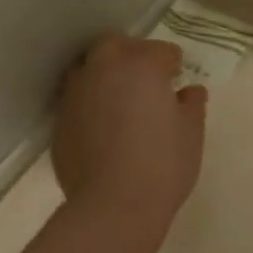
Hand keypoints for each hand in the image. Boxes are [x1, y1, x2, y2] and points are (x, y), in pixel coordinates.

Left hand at [53, 35, 205, 236]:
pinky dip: (91, 105)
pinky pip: (78, 100)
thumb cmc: (163, 164)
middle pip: (116, 47)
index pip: (161, 51)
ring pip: (90, 70)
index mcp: (141, 65)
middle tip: (148, 82)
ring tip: (123, 103)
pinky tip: (105, 129)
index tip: (178, 81)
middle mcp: (103, 70)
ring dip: (107, 77)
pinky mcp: (59, 121)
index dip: (173, 65)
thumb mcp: (192, 133)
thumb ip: (192, 105)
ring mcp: (75, 94)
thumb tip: (190, 92)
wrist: (113, 205)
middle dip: (133, 56)